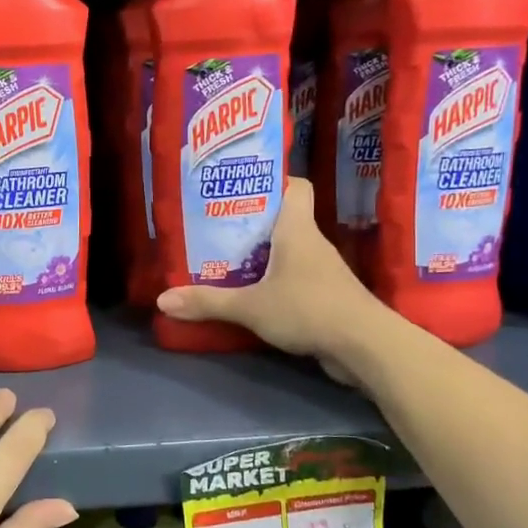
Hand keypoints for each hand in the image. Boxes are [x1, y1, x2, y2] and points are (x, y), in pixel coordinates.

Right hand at [157, 178, 377, 380]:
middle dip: (252, 223)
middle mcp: (313, 243)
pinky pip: (295, 278)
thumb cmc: (309, 309)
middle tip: (216, 228)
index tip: (241, 187)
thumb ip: (208, 302)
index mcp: (297, 229)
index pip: (296, 186)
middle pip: (283, 219)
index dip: (272, 181)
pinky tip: (253, 294)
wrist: (365, 346)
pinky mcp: (327, 296)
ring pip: (289, 251)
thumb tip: (162, 300)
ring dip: (262, 255)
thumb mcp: (250, 306)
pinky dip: (275, 281)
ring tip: (226, 260)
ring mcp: (323, 271)